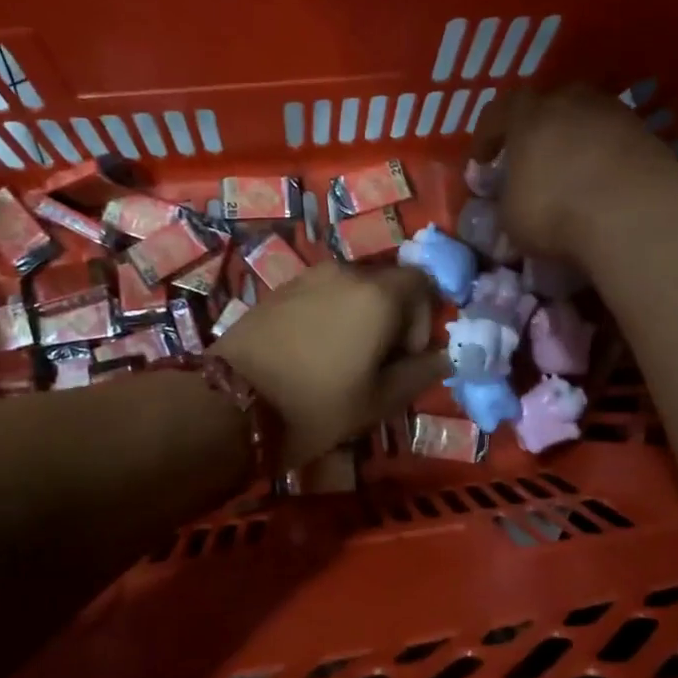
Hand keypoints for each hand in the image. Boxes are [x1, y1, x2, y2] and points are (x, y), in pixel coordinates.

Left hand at [216, 261, 447, 467]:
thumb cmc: (318, 405)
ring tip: (345, 358)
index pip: (423, 282)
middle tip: (378, 361)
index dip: (424, 318)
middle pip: (387, 283)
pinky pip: (323, 293)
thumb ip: (420, 373)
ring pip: (353, 288)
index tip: (406, 356)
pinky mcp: (280, 289)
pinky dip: (332, 314)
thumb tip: (444, 357)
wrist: (232, 403)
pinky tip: (314, 351)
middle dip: (393, 316)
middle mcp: (347, 272)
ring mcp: (309, 276)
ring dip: (361, 315)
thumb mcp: (379, 400)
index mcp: (379, 294)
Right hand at [470, 87, 672, 258]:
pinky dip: (604, 155)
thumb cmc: (555, 211)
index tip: (481, 164)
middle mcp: (569, 100)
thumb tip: (507, 202)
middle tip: (530, 159)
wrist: (634, 213)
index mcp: (527, 115)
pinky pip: (614, 139)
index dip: (486, 138)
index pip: (497, 113)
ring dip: (574, 140)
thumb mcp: (511, 219)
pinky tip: (602, 182)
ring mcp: (612, 112)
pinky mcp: (646, 132)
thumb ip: (504, 202)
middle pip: (546, 106)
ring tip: (570, 171)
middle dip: (535, 131)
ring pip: (584, 119)